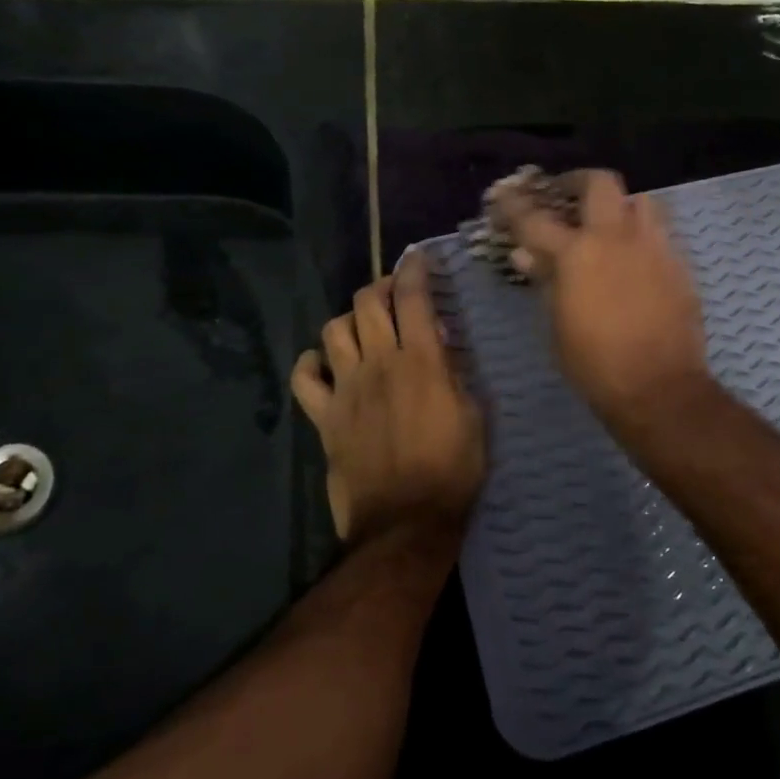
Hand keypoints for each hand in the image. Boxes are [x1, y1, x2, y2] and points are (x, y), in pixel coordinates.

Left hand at [290, 254, 484, 546]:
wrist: (407, 521)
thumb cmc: (453, 469)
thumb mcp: (474, 416)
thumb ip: (456, 373)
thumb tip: (442, 343)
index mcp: (422, 361)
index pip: (413, 297)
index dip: (414, 269)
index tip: (418, 258)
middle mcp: (379, 364)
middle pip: (367, 303)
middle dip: (381, 287)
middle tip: (394, 294)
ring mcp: (346, 389)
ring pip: (334, 330)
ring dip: (350, 320)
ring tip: (364, 328)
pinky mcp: (325, 416)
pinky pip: (305, 377)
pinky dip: (311, 362)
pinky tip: (324, 362)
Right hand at [495, 169, 712, 428]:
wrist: (658, 387)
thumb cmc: (594, 363)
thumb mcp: (557, 324)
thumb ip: (545, 281)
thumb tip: (528, 255)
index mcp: (577, 253)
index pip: (535, 218)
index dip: (515, 204)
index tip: (505, 195)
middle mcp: (617, 237)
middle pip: (600, 183)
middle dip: (578, 181)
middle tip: (566, 194)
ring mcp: (655, 246)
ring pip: (641, 200)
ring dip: (620, 204)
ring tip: (609, 222)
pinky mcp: (680, 264)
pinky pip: (662, 232)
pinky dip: (643, 234)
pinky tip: (636, 256)